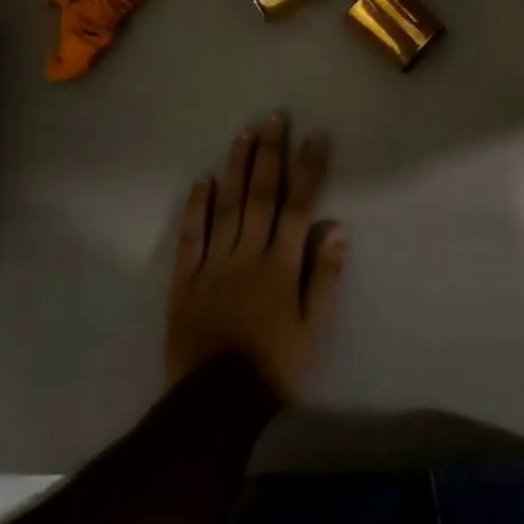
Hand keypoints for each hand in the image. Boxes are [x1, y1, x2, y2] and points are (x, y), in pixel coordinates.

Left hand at [165, 113, 346, 400]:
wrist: (215, 405)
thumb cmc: (275, 368)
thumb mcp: (314, 329)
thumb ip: (324, 277)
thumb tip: (338, 228)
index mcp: (280, 264)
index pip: (299, 205)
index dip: (308, 168)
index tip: (315, 135)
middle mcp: (247, 253)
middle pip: (260, 195)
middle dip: (270, 154)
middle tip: (274, 117)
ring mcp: (213, 264)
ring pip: (225, 206)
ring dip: (236, 167)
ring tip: (243, 134)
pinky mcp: (186, 279)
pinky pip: (191, 236)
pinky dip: (196, 207)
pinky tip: (202, 180)